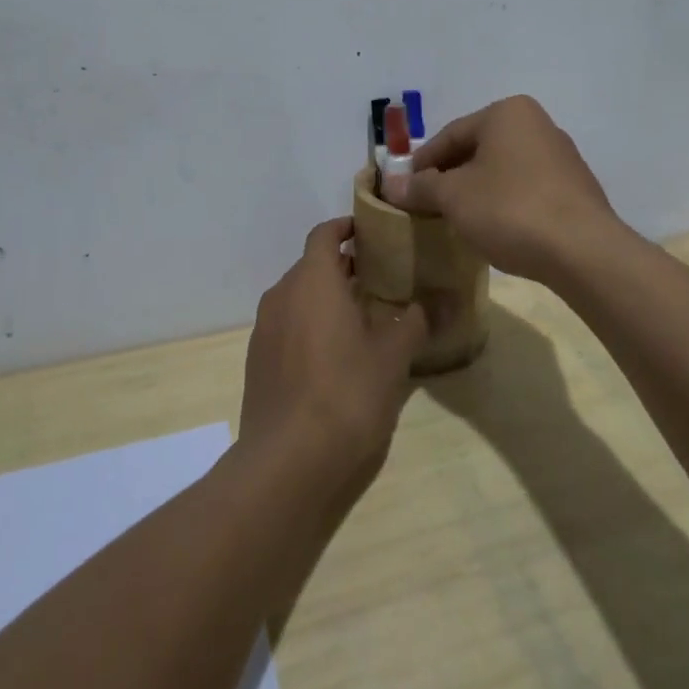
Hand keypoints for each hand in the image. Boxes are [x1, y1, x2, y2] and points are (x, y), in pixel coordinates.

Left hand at [238, 217, 428, 497]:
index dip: (346, 227)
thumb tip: (431, 305)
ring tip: (361, 316)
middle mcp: (282, 294)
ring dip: (325, 297)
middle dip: (342, 266)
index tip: (371, 232)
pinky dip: (309, 324)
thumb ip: (413, 324)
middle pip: (311, 265)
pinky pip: (286, 325)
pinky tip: (333, 354)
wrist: (287, 461)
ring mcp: (265, 329)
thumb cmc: (346, 394)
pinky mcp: (258, 360)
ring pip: (297, 296)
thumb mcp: (392, 357)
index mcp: (313, 280)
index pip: (324, 233)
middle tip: (379, 278)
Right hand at [381, 95, 625, 282]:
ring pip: (503, 169)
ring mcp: (561, 156)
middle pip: (478, 149)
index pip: (451, 134)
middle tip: (426, 205)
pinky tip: (494, 228)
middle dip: (450, 176)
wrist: (583, 251)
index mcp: (507, 113)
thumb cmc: (510, 209)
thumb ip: (420, 187)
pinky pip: (526, 188)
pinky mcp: (575, 188)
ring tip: (456, 219)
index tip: (403, 189)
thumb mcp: (454, 198)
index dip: (421, 163)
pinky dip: (504, 202)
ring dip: (477, 190)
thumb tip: (390, 185)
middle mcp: (537, 124)